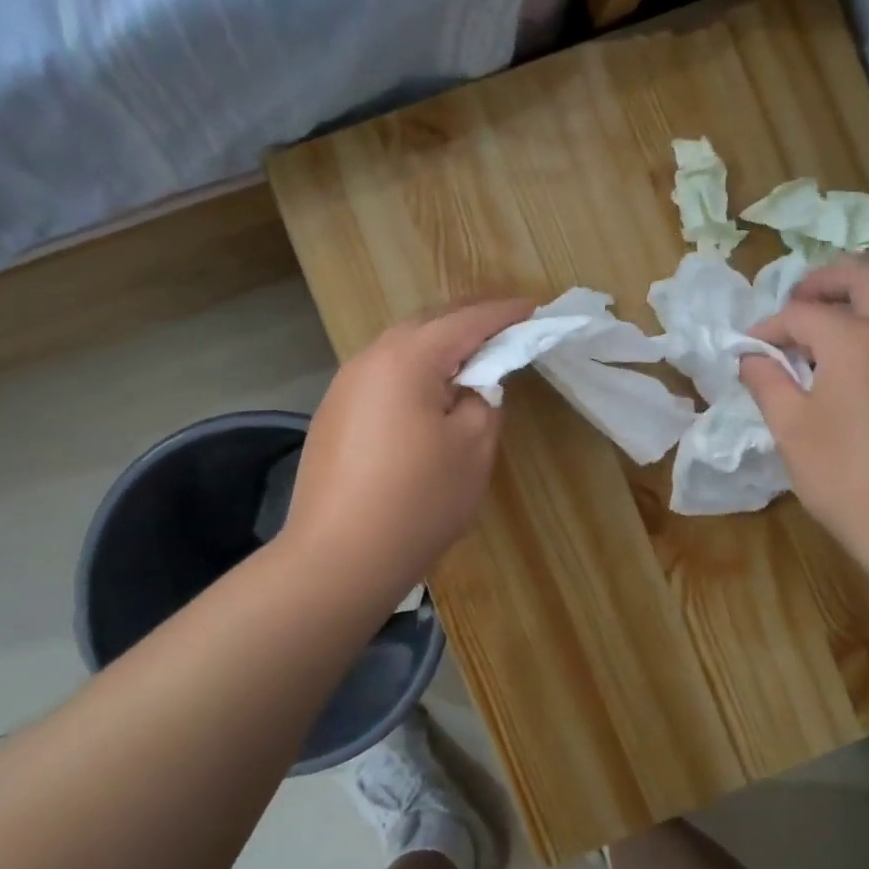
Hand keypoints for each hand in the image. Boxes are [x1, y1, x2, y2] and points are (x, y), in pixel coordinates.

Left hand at [282, 299, 533, 603]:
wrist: (337, 559)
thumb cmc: (418, 501)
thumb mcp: (473, 448)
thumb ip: (484, 399)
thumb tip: (474, 384)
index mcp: (407, 358)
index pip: (467, 321)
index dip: (505, 314)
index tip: (534, 309)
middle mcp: (369, 359)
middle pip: (428, 325)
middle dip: (470, 323)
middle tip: (508, 331)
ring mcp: (344, 387)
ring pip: (401, 350)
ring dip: (439, 348)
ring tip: (472, 362)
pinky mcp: (333, 415)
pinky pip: (383, 377)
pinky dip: (414, 374)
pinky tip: (428, 399)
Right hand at [740, 258, 868, 598]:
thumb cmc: (853, 483)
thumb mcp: (793, 434)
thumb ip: (768, 383)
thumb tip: (753, 358)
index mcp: (857, 340)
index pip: (802, 313)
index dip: (769, 327)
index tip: (750, 350)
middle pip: (864, 275)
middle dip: (822, 282)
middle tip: (796, 307)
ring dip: (855, 305)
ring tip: (824, 342)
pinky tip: (861, 375)